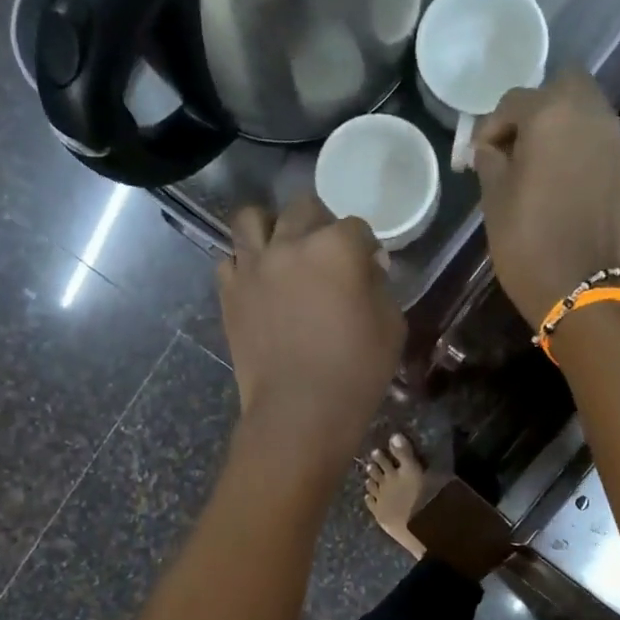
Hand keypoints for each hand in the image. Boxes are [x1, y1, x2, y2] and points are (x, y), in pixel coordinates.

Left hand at [218, 193, 404, 469]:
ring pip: (251, 218)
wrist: (299, 411)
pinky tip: (259, 281)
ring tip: (281, 248)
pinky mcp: (229, 292)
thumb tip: (367, 270)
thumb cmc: (356, 372)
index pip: (355, 226)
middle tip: (328, 252)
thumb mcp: (391, 326)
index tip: (370, 266)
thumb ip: (379, 287)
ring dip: (270, 226)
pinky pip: (229, 259)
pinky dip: (244, 263)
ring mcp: (252, 266)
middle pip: (303, 208)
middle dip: (320, 223)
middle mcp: (289, 244)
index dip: (366, 246)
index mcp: (336, 248)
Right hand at [470, 69, 619, 328]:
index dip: (493, 126)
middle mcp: (598, 119)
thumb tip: (491, 149)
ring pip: (597, 125)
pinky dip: (598, 172)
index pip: (516, 101)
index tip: (482, 155)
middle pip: (570, 88)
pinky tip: (584, 203)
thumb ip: (491, 161)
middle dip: (545, 109)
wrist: (580, 292)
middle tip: (527, 147)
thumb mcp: (493, 201)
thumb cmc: (526, 243)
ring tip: (557, 177)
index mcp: (553, 115)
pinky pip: (615, 163)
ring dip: (575, 139)